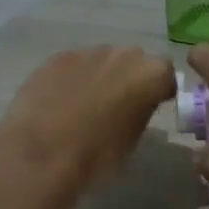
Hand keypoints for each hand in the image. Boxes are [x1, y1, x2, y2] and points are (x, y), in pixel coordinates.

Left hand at [0, 45, 176, 192]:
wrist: (42, 154)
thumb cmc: (96, 156)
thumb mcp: (133, 139)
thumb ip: (141, 111)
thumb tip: (137, 104)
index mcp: (150, 75)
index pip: (166, 75)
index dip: (160, 89)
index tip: (152, 105)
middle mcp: (124, 55)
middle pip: (135, 60)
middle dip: (130, 77)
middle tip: (118, 103)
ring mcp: (88, 52)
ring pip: (103, 60)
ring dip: (101, 75)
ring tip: (85, 103)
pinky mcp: (57, 57)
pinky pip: (74, 65)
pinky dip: (73, 78)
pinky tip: (61, 101)